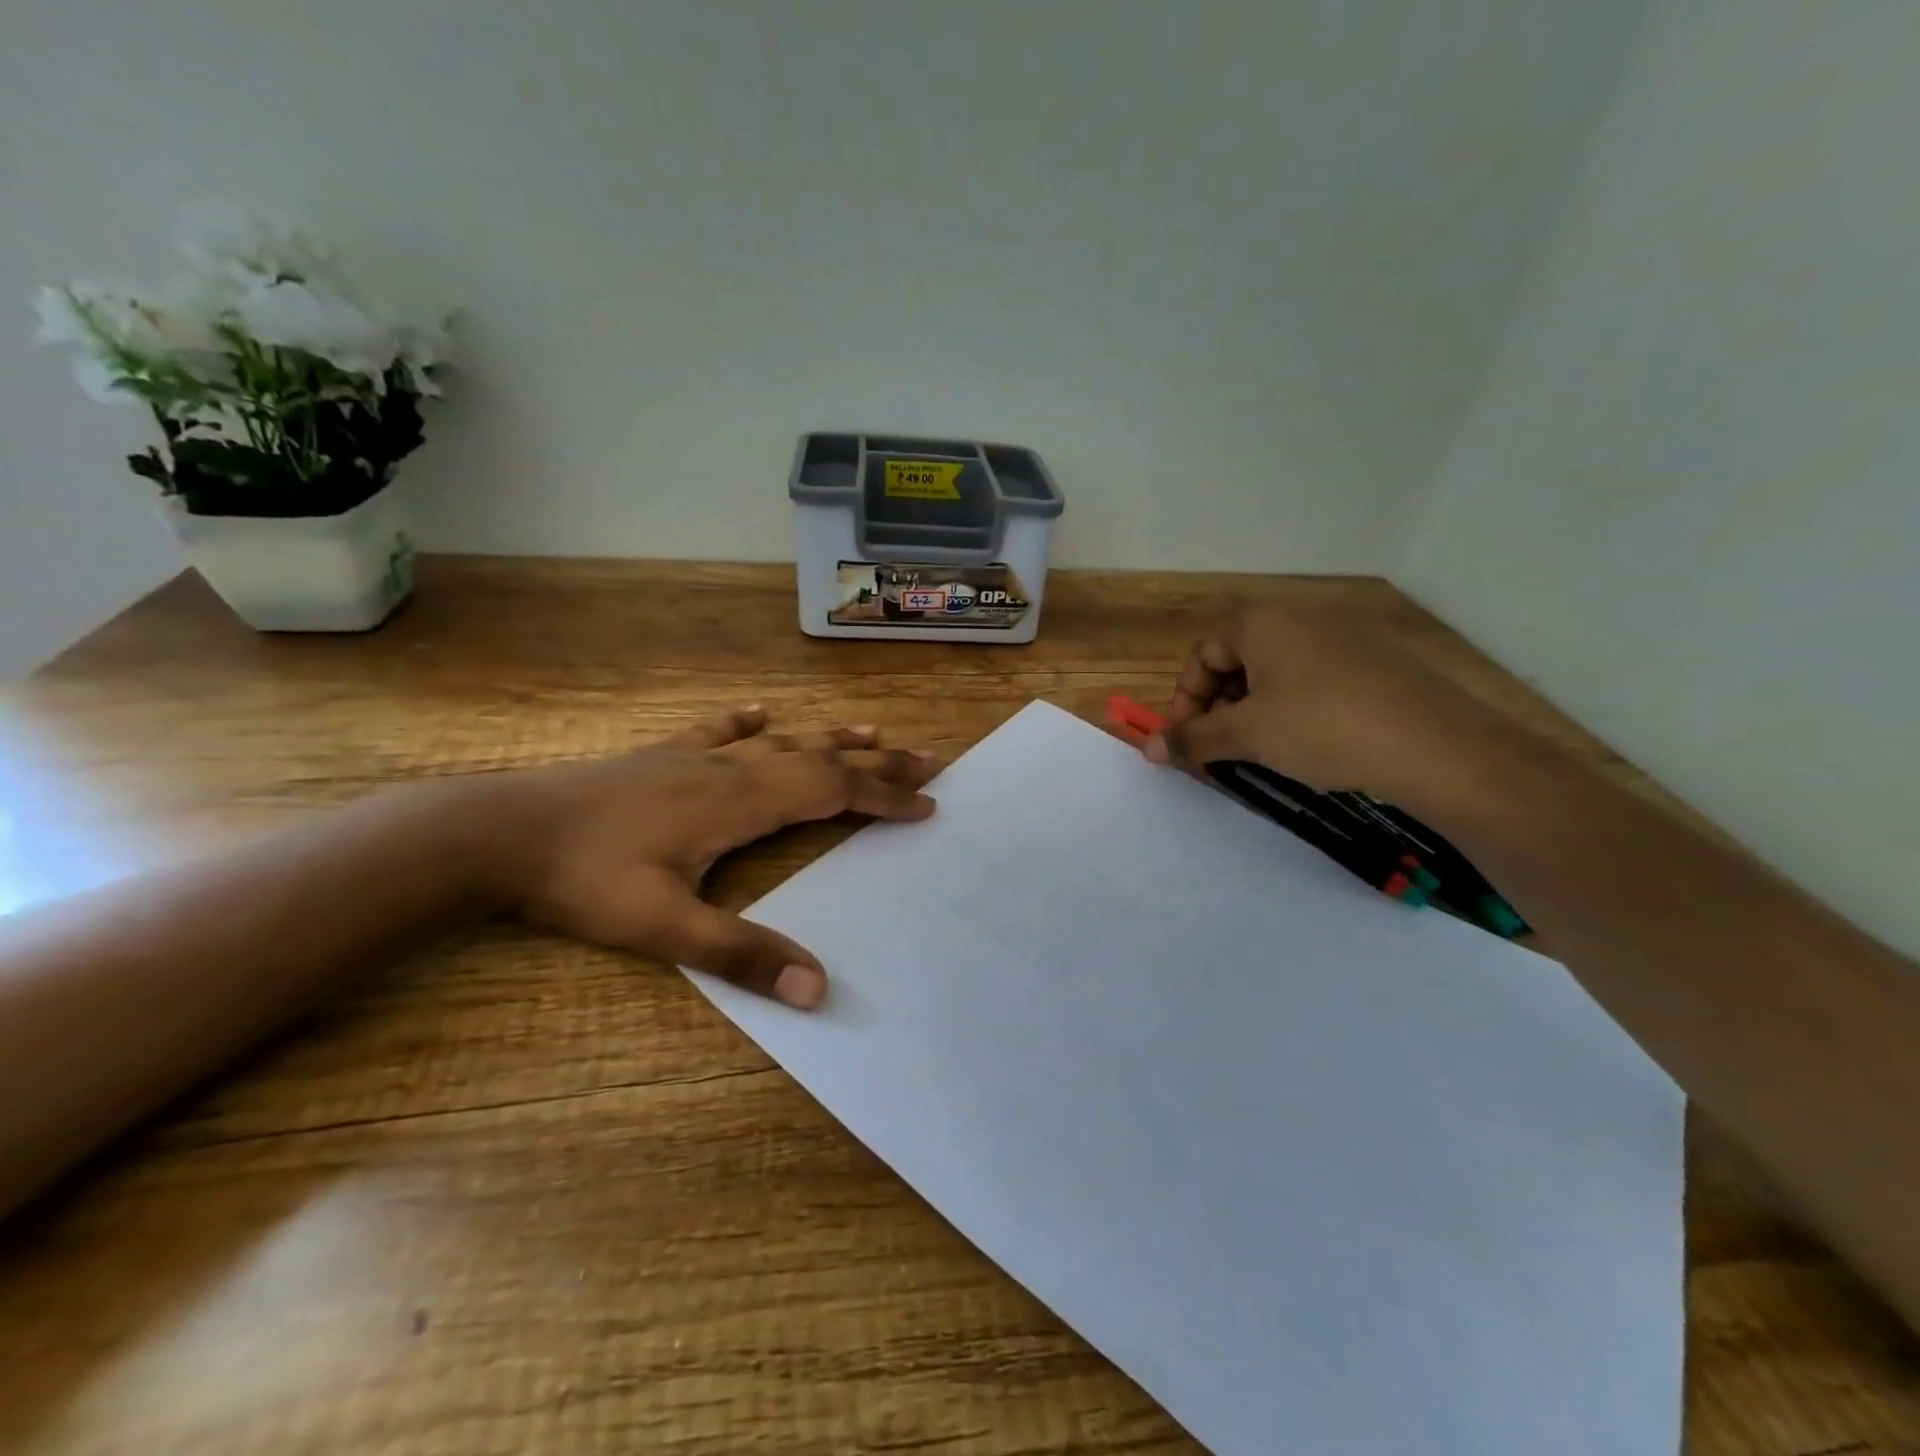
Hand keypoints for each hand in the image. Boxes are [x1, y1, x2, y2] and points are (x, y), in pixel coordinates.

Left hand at [505, 709, 937, 1008]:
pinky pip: (717, 730)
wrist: (501, 831)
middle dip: (877, 761)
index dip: (883, 798)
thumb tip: (818, 988)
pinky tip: (760, 713)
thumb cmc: (585, 880)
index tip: (926, 804)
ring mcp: (695, 757)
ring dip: (830, 738)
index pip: (832, 793)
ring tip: (870, 731)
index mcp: (741, 804)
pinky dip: (746, 722)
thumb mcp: (664, 928)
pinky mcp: (662, 756)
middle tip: (927, 758)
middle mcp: (730, 770)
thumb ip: (742, 956)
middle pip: (820, 759)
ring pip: (780, 742)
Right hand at [1142, 605, 1507, 801]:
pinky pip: (1313, 682)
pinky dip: (1293, 712)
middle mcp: (1301, 619)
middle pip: (1237, 662)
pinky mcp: (1375, 665)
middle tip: (1221, 750)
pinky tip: (1308, 746)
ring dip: (1253, 713)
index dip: (1184, 701)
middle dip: (1218, 708)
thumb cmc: (1324, 728)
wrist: (1439, 749)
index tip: (1186, 742)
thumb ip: (1193, 738)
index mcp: (1263, 623)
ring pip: (1275, 675)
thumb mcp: (1248, 735)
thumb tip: (1148, 748)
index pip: (1201, 656)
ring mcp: (1343, 639)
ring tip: (1261, 752)